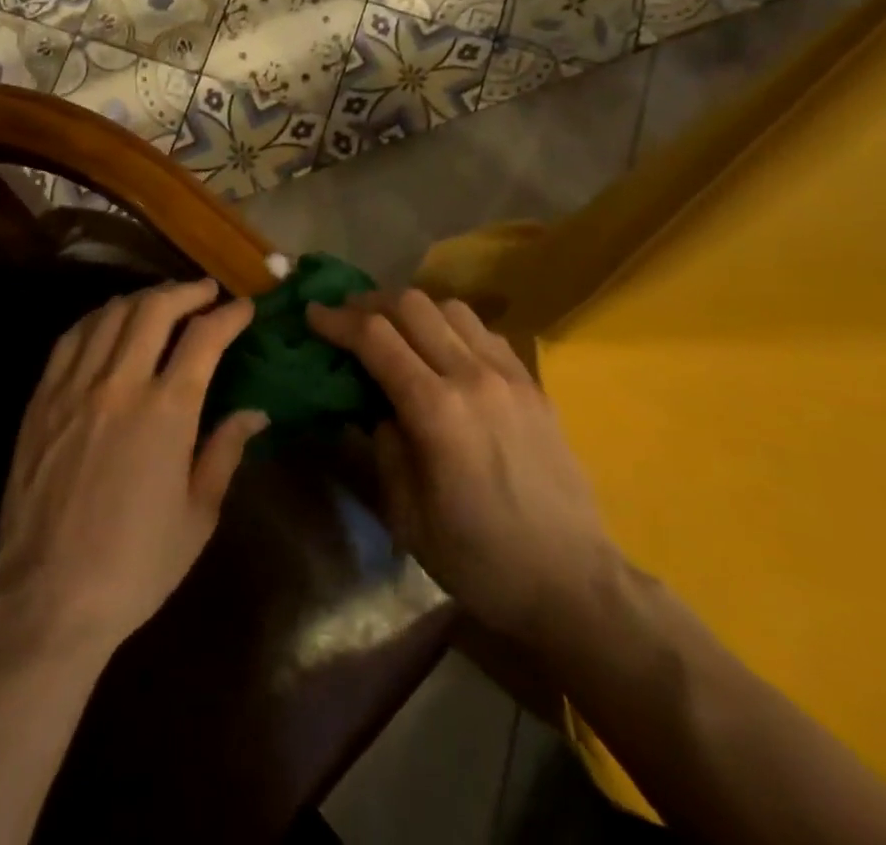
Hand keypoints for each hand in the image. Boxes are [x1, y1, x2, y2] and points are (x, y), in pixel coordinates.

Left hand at [0, 279, 266, 655]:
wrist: (48, 597)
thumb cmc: (135, 564)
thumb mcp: (198, 515)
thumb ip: (225, 452)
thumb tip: (255, 412)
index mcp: (166, 412)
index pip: (204, 338)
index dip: (229, 315)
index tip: (244, 308)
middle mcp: (120, 384)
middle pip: (154, 309)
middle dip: (187, 291)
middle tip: (206, 291)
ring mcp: (75, 387)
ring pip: (111, 314)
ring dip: (143, 297)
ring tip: (163, 300)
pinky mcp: (42, 398)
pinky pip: (72, 338)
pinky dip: (99, 318)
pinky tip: (110, 320)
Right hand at [307, 291, 617, 644]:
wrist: (572, 583)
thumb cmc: (480, 559)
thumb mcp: (407, 515)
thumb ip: (383, 448)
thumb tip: (376, 408)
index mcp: (436, 410)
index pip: (376, 338)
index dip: (337, 320)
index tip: (312, 314)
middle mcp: (473, 377)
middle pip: (412, 305)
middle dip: (370, 302)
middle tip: (347, 315)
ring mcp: (509, 375)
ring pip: (452, 308)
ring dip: (413, 309)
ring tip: (393, 328)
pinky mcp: (533, 384)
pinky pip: (485, 332)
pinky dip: (452, 326)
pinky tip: (443, 350)